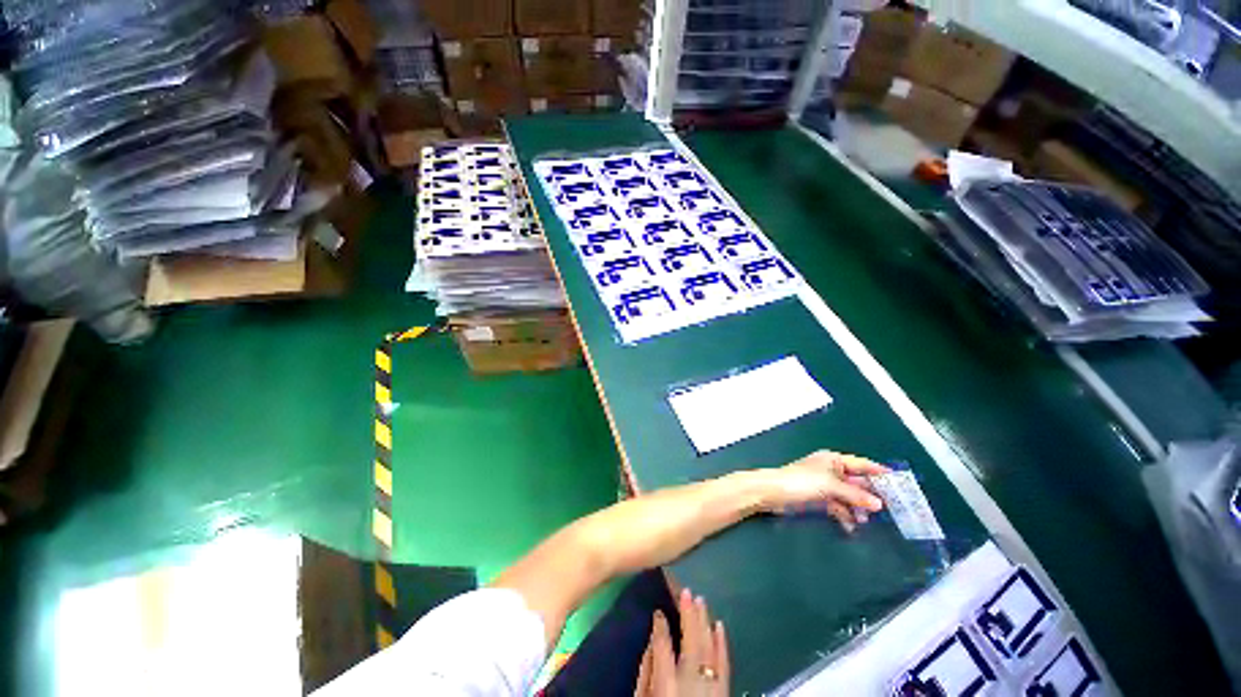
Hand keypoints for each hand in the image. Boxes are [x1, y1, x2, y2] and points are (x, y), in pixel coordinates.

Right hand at [634, 588, 728, 696]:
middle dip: (688, 615)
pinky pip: (725, 664)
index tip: (657, 610)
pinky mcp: (724, 692)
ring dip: (705, 622)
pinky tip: (719, 625)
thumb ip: (647, 673)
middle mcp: (692, 683)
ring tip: (700, 600)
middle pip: (691, 642)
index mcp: (667, 686)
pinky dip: (722, 643)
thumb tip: (652, 641)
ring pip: (709, 648)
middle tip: (686, 591)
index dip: (660, 626)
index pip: (663, 646)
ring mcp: (711, 687)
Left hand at [760, 451, 888, 531]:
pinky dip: (844, 515)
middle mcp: (830, 471)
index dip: (878, 471)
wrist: (773, 493)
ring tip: (866, 521)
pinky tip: (851, 527)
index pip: (861, 464)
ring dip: (857, 508)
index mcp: (833, 460)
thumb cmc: (801, 482)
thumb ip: (854, 495)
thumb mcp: (830, 486)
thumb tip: (879, 504)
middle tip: (891, 509)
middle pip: (856, 482)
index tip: (898, 481)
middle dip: (870, 495)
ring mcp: (824, 486)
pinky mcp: (818, 499)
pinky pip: (837, 507)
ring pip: (848, 496)